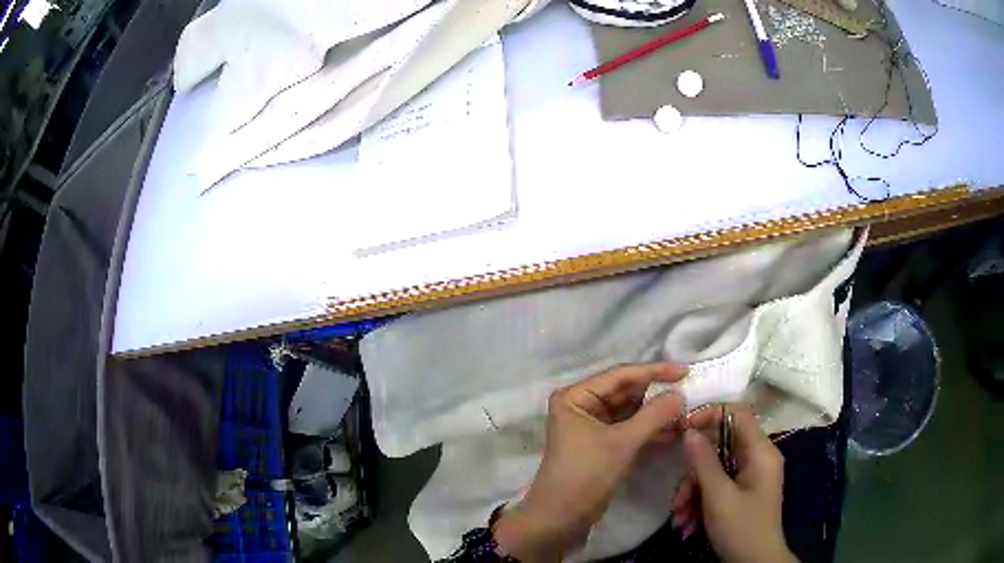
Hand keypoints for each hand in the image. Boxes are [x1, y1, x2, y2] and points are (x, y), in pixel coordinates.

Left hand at [494, 363, 687, 561]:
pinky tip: (675, 431)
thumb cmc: (584, 475)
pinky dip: (650, 430)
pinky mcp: (602, 445)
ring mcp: (592, 426)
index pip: (620, 375)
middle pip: (626, 392)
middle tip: (690, 392)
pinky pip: (630, 429)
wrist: (560, 519)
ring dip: (656, 413)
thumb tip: (681, 395)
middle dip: (657, 394)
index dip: (654, 371)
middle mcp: (582, 405)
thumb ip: (653, 416)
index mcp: (576, 396)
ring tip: (687, 413)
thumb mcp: (621, 444)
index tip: (686, 371)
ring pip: (631, 411)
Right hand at [672, 406, 796, 562]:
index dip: (709, 414)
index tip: (681, 429)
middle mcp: (758, 458)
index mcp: (761, 452)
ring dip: (693, 492)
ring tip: (680, 518)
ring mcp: (750, 476)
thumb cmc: (741, 528)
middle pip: (720, 446)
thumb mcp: (718, 497)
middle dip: (694, 472)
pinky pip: (718, 485)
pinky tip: (688, 523)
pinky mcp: (743, 492)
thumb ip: (704, 462)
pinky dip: (700, 501)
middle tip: (676, 497)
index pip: (737, 413)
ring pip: (715, 469)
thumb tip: (689, 431)